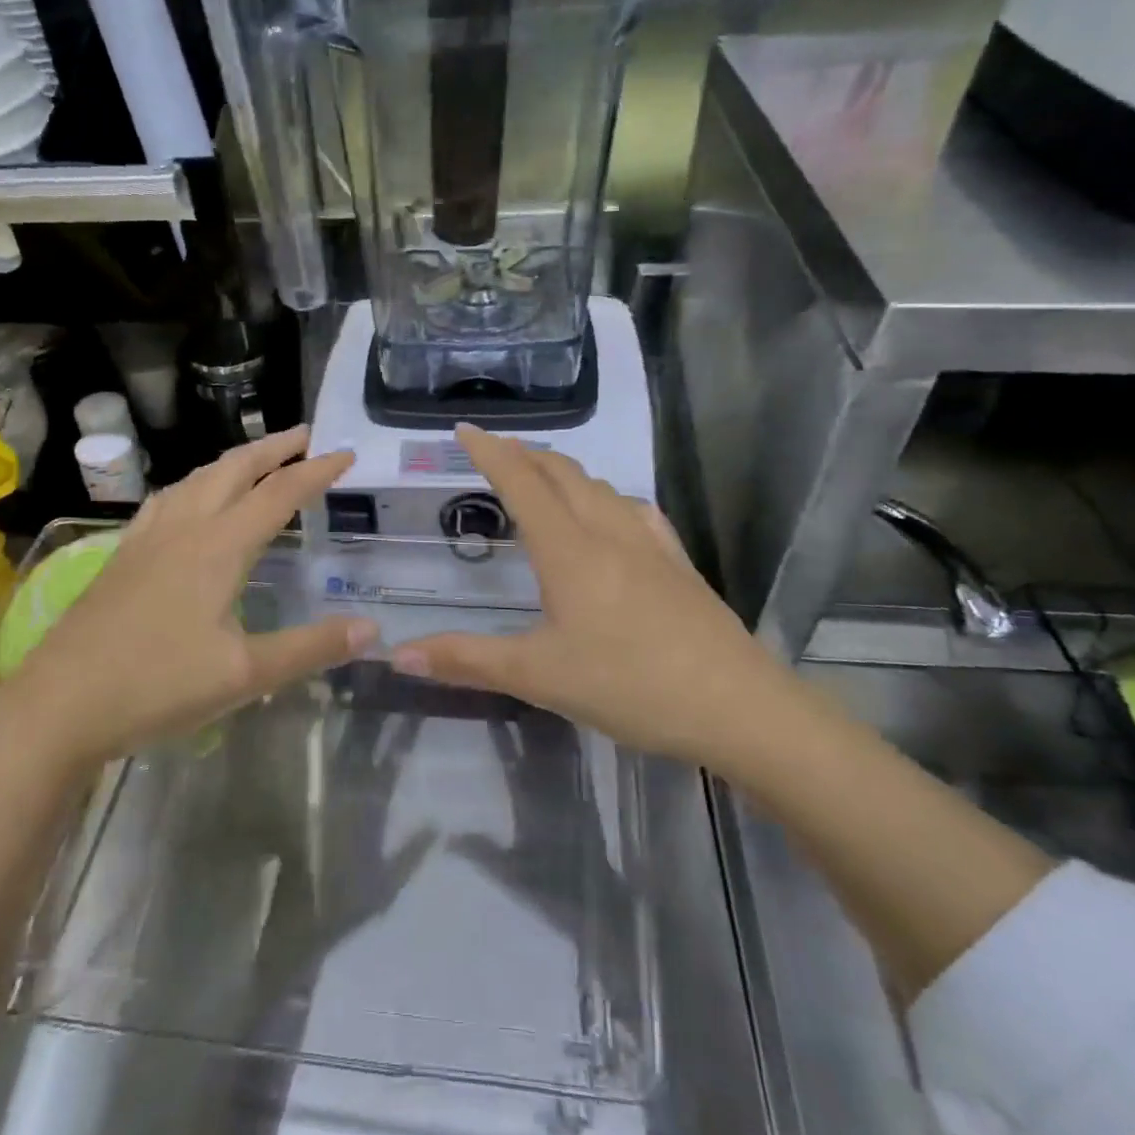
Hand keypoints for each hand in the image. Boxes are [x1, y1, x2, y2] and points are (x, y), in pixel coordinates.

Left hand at [8, 427, 377, 766]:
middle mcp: (184, 528)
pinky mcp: (122, 555)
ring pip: (197, 478)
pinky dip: (196, 483)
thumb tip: (372, 629)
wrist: (57, 707)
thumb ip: (311, 648)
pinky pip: (168, 499)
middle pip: (234, 469)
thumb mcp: (245, 675)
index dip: (316, 471)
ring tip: (257, 458)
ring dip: (234, 461)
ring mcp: (147, 538)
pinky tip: (190, 498)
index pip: (279, 494)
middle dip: (274, 447)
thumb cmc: (156, 687)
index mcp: (218, 547)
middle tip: (306, 435)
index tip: (347, 453)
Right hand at [389, 425, 786, 764]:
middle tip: (495, 453)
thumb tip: (397, 655)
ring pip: (599, 487)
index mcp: (569, 549)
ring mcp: (649, 543)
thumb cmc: (629, 685)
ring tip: (542, 480)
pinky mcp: (677, 562)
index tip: (464, 429)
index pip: (522, 482)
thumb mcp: (539, 676)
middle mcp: (608, 531)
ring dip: (564, 472)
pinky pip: (634, 510)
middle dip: (525, 454)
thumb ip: (466, 660)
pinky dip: (606, 497)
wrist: (736, 705)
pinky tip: (611, 515)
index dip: (490, 452)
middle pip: (562, 473)